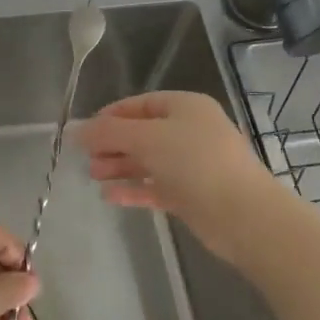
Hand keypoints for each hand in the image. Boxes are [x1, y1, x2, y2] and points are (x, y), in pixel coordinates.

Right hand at [75, 91, 283, 260]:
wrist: (243, 215)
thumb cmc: (195, 163)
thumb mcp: (147, 139)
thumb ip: (109, 133)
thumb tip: (76, 129)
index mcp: (185, 107)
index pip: (141, 104)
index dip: (111, 115)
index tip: (85, 131)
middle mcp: (190, 131)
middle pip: (142, 133)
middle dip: (112, 144)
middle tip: (86, 158)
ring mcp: (192, 164)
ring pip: (148, 161)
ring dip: (120, 166)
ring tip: (94, 176)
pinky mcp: (192, 195)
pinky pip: (156, 186)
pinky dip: (133, 189)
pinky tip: (110, 197)